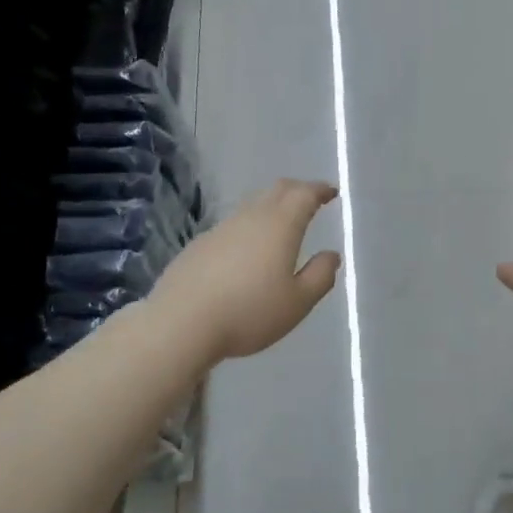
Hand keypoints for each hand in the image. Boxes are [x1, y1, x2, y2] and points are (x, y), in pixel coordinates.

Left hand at [150, 180, 342, 364]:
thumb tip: (331, 255)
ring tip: (281, 225)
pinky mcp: (199, 245)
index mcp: (280, 226)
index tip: (331, 192)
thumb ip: (320, 276)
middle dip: (297, 190)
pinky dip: (248, 228)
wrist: (181, 323)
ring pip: (252, 207)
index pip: (304, 195)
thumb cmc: (249, 313)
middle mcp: (250, 218)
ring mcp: (220, 229)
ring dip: (271, 208)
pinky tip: (246, 251)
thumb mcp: (297, 303)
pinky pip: (232, 227)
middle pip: (276, 191)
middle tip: (310, 199)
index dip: (319, 190)